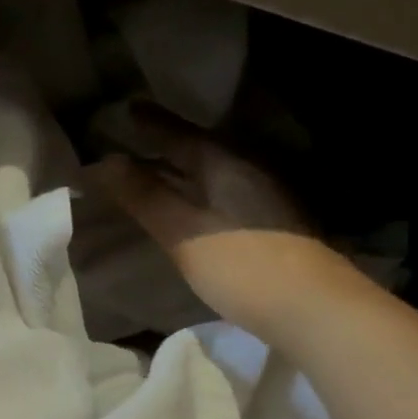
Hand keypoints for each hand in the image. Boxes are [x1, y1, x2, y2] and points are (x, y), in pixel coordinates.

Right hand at [90, 106, 344, 329]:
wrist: (312, 308)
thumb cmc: (241, 266)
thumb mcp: (182, 232)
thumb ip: (144, 196)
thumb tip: (105, 162)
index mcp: (223, 163)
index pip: (177, 133)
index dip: (148, 123)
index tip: (122, 110)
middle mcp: (245, 170)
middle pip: (195, 150)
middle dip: (161, 145)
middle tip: (128, 142)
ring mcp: (261, 196)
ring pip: (209, 173)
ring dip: (178, 170)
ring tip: (149, 172)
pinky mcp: (268, 223)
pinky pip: (220, 194)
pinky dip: (194, 192)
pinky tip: (186, 206)